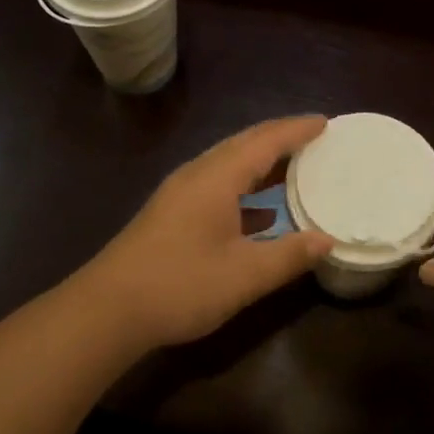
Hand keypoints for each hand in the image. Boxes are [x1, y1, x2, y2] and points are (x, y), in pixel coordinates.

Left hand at [72, 116, 335, 353]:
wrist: (106, 311)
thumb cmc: (180, 285)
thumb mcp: (244, 275)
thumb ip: (289, 255)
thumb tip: (327, 240)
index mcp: (217, 178)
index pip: (265, 141)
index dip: (296, 130)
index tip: (325, 122)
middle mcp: (198, 175)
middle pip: (244, 144)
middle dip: (280, 138)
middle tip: (314, 138)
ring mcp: (181, 194)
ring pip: (229, 164)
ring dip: (262, 162)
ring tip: (295, 167)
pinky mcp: (172, 214)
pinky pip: (217, 185)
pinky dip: (245, 188)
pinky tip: (262, 214)